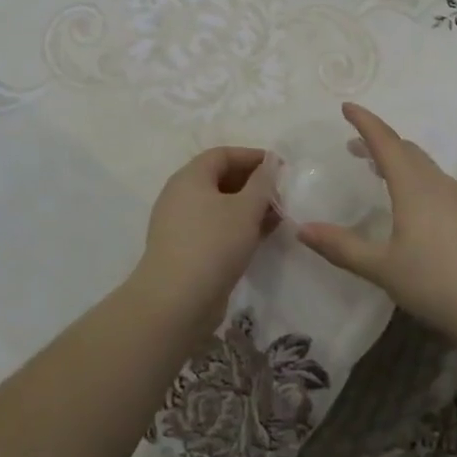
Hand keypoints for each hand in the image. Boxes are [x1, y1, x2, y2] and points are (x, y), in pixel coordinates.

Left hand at [130, 146, 279, 330]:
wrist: (176, 302)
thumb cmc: (213, 244)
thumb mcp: (246, 209)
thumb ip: (262, 183)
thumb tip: (269, 163)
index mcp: (190, 177)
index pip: (223, 154)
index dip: (252, 156)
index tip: (279, 167)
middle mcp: (181, 195)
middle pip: (220, 179)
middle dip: (253, 183)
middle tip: (281, 195)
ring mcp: (181, 224)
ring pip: (219, 206)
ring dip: (248, 208)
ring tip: (276, 217)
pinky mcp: (185, 250)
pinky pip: (215, 228)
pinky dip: (238, 227)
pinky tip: (260, 237)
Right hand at [295, 104, 456, 341]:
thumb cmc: (438, 282)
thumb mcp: (382, 268)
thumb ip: (342, 247)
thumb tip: (301, 229)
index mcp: (413, 186)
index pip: (385, 141)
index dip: (364, 122)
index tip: (346, 107)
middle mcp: (437, 183)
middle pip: (406, 149)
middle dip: (379, 141)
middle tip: (354, 143)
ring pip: (423, 166)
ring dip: (398, 159)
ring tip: (376, 169)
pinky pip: (435, 183)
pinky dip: (413, 178)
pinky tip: (409, 204)